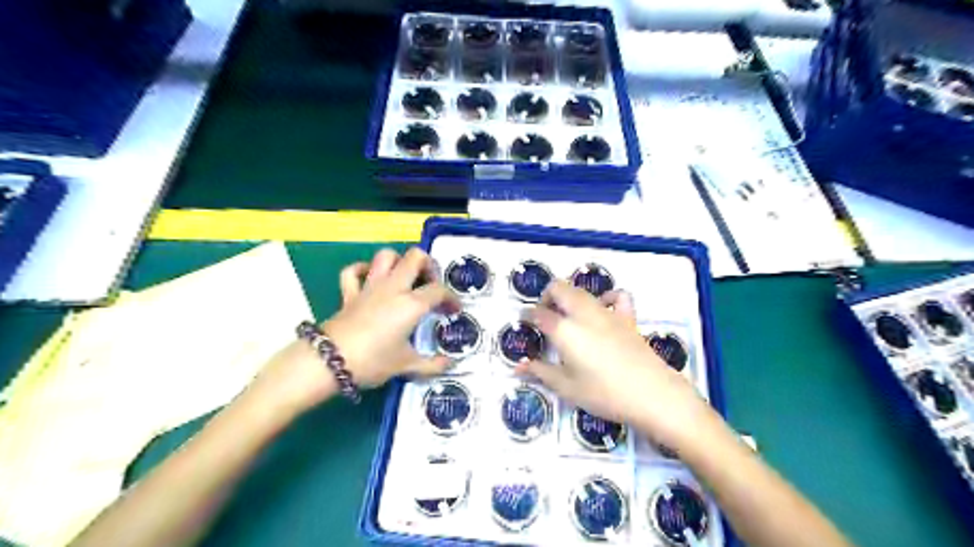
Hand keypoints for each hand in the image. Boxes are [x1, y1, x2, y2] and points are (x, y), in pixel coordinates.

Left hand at [324, 248, 461, 387]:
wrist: (329, 362)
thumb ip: (431, 365)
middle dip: (429, 265)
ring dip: (399, 261)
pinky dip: (362, 270)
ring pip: (386, 256)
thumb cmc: (373, 362)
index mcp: (411, 304)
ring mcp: (369, 287)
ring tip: (406, 277)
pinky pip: (353, 271)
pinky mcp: (349, 294)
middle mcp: (393, 288)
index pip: (439, 290)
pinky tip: (369, 278)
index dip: (452, 298)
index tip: (454, 311)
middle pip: (415, 257)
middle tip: (431, 283)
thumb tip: (449, 364)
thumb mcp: (406, 366)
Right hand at [516, 279, 713, 451]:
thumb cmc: (604, 394)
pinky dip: (606, 297)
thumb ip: (541, 372)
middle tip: (544, 315)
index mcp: (565, 330)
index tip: (524, 320)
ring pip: (582, 290)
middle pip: (559, 288)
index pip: (539, 313)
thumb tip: (518, 367)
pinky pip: (616, 296)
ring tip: (567, 314)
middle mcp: (583, 314)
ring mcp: (607, 312)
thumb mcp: (567, 387)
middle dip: (547, 296)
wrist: (652, 394)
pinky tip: (602, 309)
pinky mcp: (627, 317)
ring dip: (569, 296)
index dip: (528, 314)